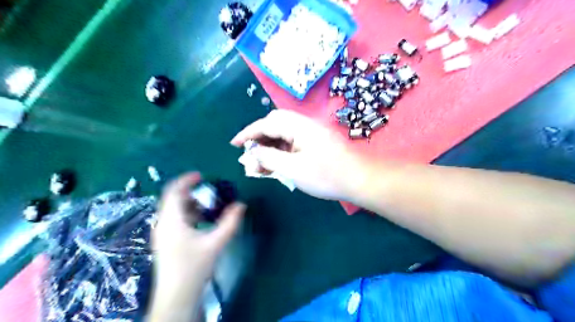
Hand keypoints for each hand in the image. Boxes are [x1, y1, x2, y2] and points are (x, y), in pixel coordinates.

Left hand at [151, 171, 243, 303]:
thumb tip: (241, 205)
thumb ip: (230, 223)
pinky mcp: (165, 241)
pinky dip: (188, 213)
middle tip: (208, 188)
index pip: (174, 192)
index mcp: (171, 220)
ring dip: (190, 202)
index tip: (200, 175)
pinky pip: (175, 219)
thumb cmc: (194, 267)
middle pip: (173, 199)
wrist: (176, 296)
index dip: (186, 180)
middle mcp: (163, 223)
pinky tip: (202, 219)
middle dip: (190, 191)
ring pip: (174, 209)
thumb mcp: (215, 243)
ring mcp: (162, 233)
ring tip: (208, 202)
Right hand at [230, 111, 359, 200]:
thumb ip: (269, 158)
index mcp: (298, 126)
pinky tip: (274, 166)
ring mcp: (311, 135)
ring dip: (269, 149)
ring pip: (283, 137)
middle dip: (259, 139)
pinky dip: (281, 153)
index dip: (248, 133)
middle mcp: (304, 126)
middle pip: (275, 126)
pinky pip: (292, 145)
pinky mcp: (316, 145)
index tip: (234, 143)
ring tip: (259, 166)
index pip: (266, 124)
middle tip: (249, 154)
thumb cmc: (326, 175)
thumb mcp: (293, 168)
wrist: (359, 180)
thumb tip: (253, 152)